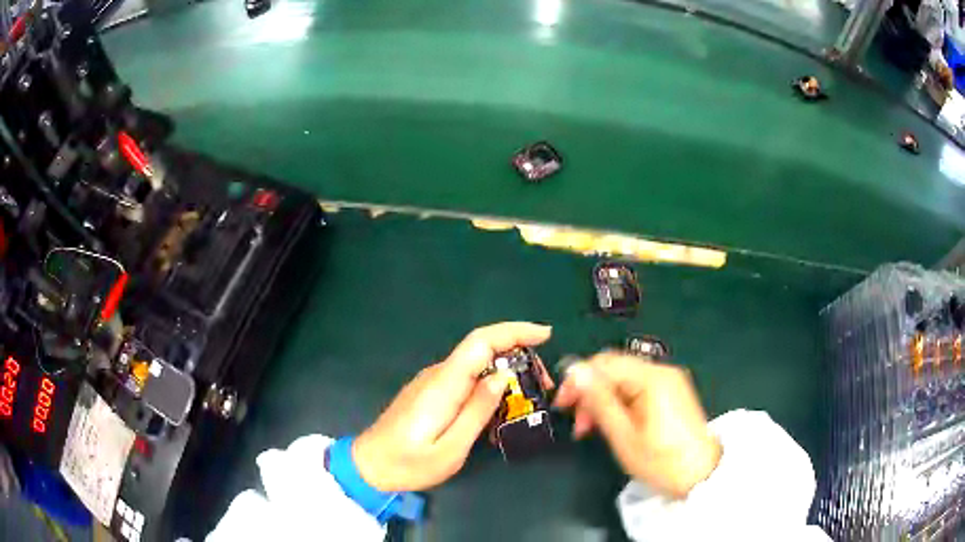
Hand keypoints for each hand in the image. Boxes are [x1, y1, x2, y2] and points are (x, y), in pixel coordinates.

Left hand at [353, 322, 552, 491]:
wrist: (369, 465)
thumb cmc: (409, 464)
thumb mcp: (451, 448)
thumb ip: (477, 411)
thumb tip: (503, 376)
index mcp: (444, 385)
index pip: (480, 342)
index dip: (514, 331)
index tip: (545, 334)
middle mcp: (437, 375)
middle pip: (482, 349)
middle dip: (518, 354)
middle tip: (543, 385)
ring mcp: (431, 382)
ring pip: (475, 364)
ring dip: (506, 370)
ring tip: (530, 396)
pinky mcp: (430, 392)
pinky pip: (466, 378)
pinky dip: (490, 382)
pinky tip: (501, 405)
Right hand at [553, 353, 720, 498]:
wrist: (701, 475)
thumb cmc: (661, 461)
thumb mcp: (623, 435)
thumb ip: (599, 401)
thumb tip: (575, 370)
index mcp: (651, 378)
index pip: (603, 364)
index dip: (578, 381)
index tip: (561, 406)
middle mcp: (662, 371)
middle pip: (614, 368)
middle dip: (590, 391)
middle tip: (578, 424)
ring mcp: (669, 381)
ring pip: (624, 378)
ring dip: (603, 398)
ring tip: (592, 428)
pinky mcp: (672, 392)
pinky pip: (637, 387)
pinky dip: (620, 401)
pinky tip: (614, 422)